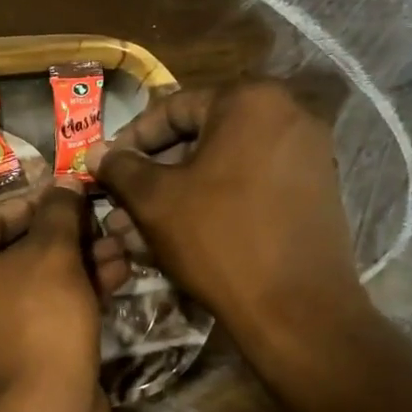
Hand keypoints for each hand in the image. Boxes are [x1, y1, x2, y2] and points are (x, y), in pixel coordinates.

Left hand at [0, 180, 126, 411]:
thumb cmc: (36, 319)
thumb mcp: (52, 254)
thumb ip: (58, 212)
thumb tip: (65, 184)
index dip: (40, 202)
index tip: (77, 194)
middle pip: (8, 249)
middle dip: (64, 236)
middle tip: (102, 222)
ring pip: (25, 281)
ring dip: (74, 263)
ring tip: (120, 248)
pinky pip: (29, 311)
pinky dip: (65, 294)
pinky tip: (114, 277)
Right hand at [90, 79, 371, 351]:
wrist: (298, 310)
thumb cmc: (218, 239)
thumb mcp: (155, 201)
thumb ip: (121, 168)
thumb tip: (97, 152)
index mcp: (250, 101)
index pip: (172, 108)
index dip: (130, 139)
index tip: (105, 168)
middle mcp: (288, 115)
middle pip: (200, 137)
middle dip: (153, 172)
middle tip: (119, 202)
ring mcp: (308, 155)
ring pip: (222, 166)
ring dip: (177, 192)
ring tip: (138, 227)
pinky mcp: (314, 192)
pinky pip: (249, 185)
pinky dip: (212, 203)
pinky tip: (178, 236)